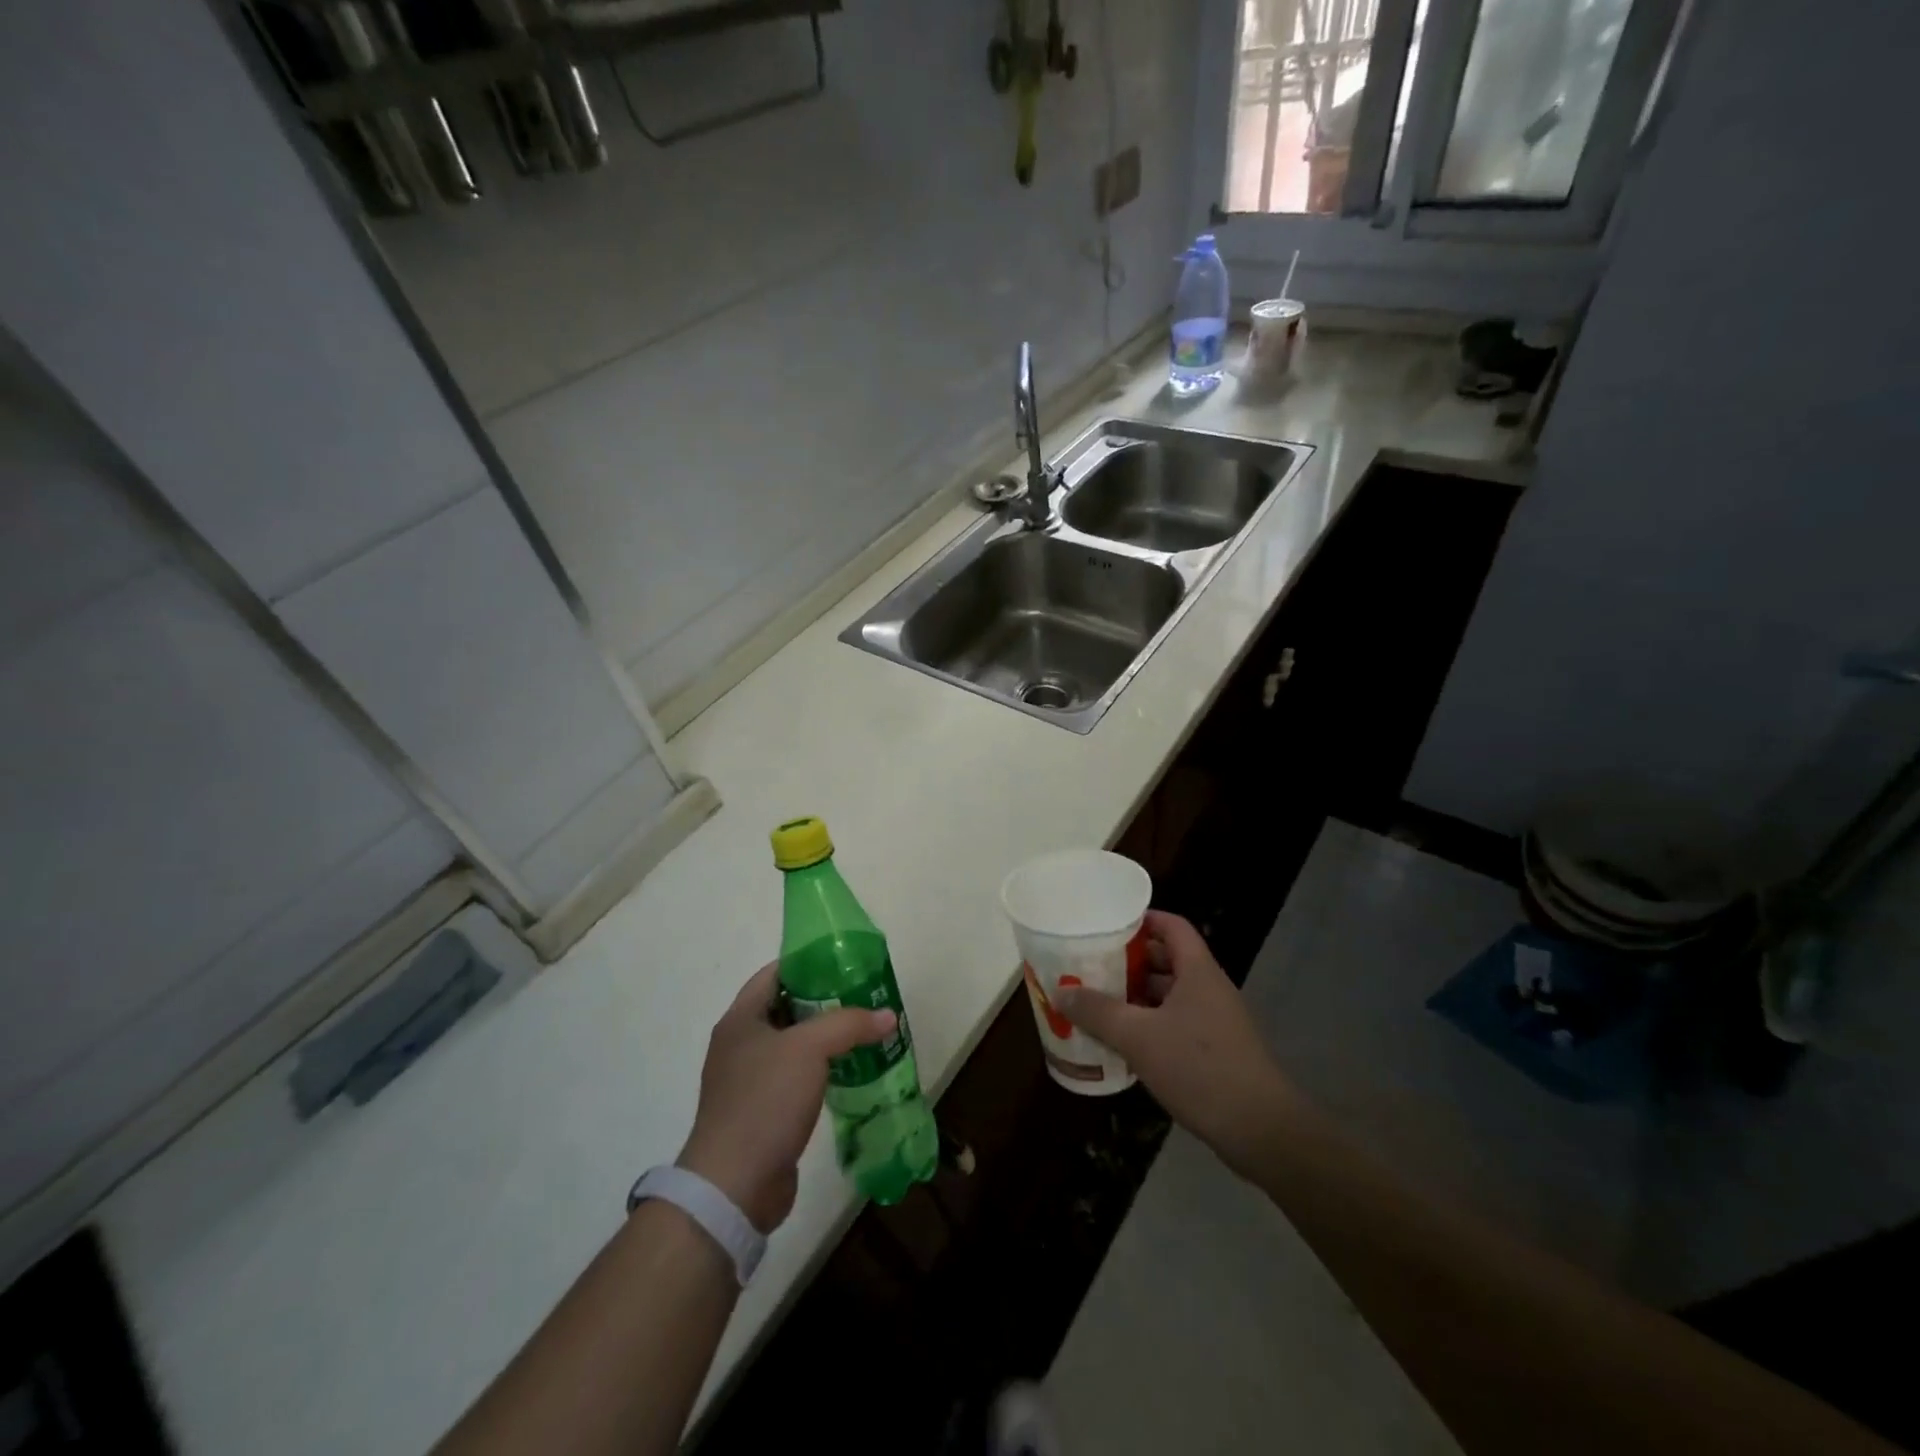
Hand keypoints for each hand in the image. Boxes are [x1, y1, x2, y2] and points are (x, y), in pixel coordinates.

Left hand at [677, 962, 895, 1232]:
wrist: (734, 1186)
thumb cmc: (765, 1101)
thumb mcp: (809, 1049)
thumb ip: (849, 1024)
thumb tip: (888, 1015)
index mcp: (740, 1019)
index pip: (774, 973)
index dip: (808, 963)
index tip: (846, 962)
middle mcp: (741, 1045)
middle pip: (787, 1008)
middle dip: (825, 1001)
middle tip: (865, 996)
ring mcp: (749, 1081)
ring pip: (795, 1046)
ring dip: (827, 1038)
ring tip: (867, 1031)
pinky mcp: (763, 1113)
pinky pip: (797, 1078)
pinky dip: (822, 1070)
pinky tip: (852, 1071)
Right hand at [1053, 911, 1291, 1177]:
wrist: (1261, 1130)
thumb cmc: (1200, 1068)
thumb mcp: (1139, 1037)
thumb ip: (1098, 1012)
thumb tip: (1061, 992)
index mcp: (1197, 971)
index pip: (1172, 926)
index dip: (1142, 919)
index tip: (1107, 925)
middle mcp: (1208, 989)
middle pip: (1167, 960)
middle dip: (1129, 961)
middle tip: (1091, 964)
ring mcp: (1214, 1021)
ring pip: (1169, 995)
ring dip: (1136, 996)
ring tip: (1097, 1001)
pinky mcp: (1215, 1052)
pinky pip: (1175, 1024)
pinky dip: (1148, 1025)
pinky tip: (1122, 1042)